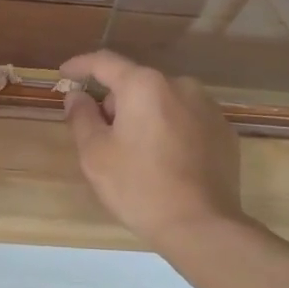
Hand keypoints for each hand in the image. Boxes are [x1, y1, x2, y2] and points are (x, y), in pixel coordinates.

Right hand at [58, 50, 243, 249]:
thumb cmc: (138, 186)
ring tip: (135, 152)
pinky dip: (169, 130)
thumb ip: (81, 117)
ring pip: (163, 102)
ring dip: (144, 116)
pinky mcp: (224, 131)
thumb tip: (77, 96)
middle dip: (115, 102)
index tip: (64, 74)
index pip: (105, 62)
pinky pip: (186, 120)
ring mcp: (208, 108)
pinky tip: (164, 161)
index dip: (80, 66)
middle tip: (100, 134)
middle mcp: (180, 85)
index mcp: (144, 85)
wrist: (201, 225)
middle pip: (136, 83)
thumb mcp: (95, 154)